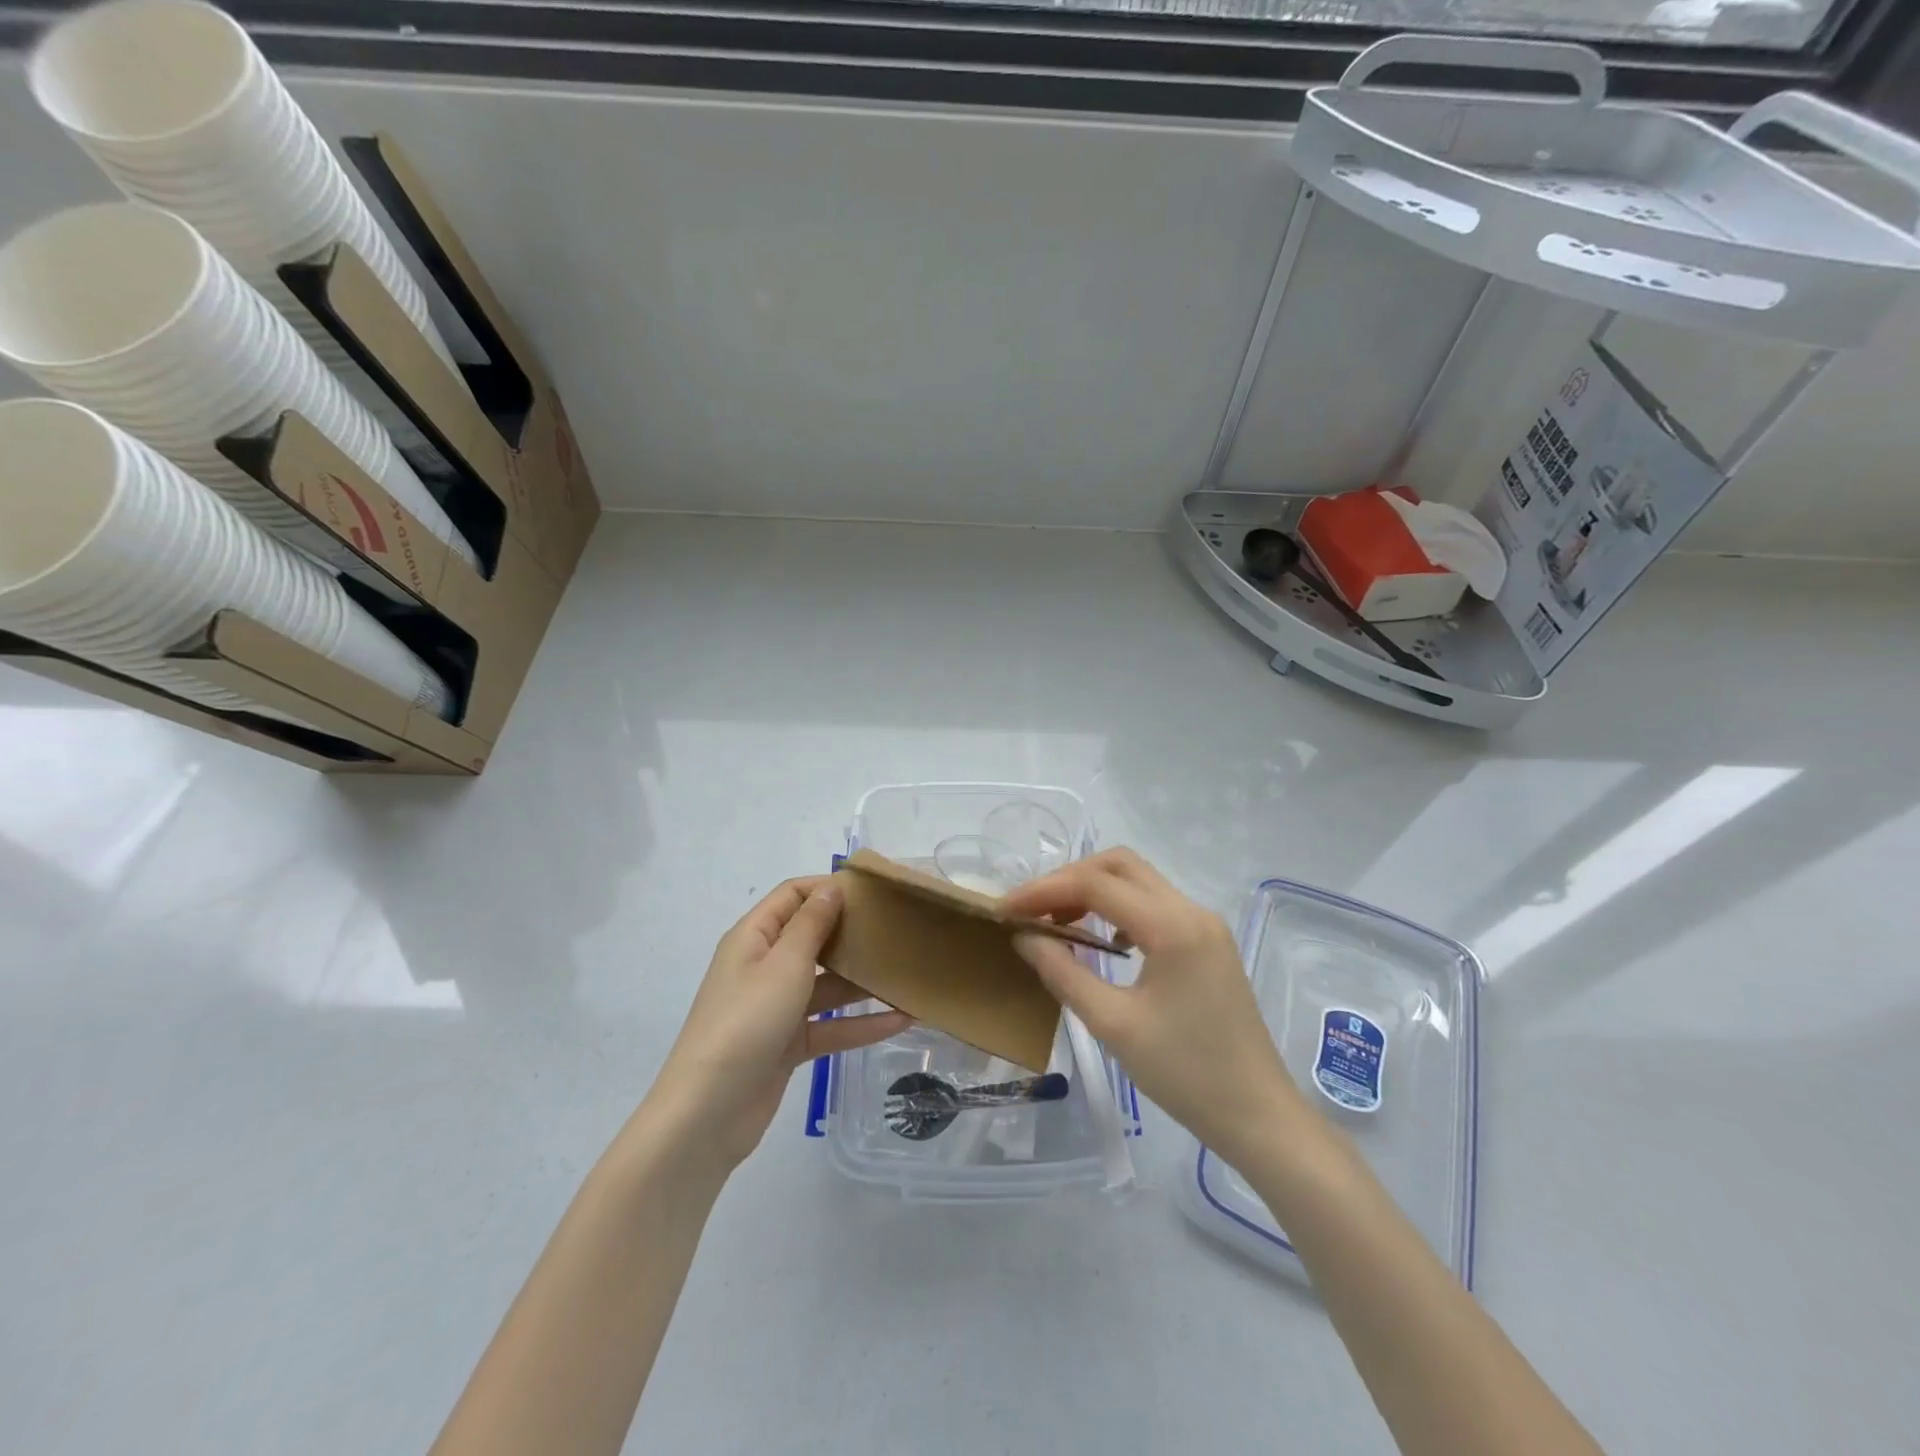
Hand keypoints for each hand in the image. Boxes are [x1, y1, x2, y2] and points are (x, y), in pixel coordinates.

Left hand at [650, 878, 911, 1169]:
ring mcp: (776, 1008)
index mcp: (754, 938)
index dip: (827, 888)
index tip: (871, 891)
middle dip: (851, 932)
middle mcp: (764, 967)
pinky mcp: (789, 1045)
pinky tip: (902, 1020)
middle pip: (812, 938)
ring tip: (908, 973)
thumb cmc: (745, 1022)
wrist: (707, 1113)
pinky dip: (861, 1023)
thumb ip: (812, 925)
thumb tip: (831, 887)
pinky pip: (830, 1026)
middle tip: (896, 928)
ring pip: (826, 984)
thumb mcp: (783, 965)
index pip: (792, 896)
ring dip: (863, 981)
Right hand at [1006, 849, 1313, 1168]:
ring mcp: (1205, 924)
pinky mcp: (1208, 942)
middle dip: (1069, 879)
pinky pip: (1155, 904)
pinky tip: (1101, 939)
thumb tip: (1024, 937)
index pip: (1096, 884)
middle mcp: (1192, 911)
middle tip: (1031, 909)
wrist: (1259, 1116)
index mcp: (1172, 926)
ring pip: (1138, 881)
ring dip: (1093, 889)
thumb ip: (1064, 973)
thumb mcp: (1114, 1025)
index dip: (1044, 890)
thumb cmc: (1185, 1074)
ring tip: (1056, 920)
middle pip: (1119, 865)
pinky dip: (1118, 907)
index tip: (1005, 909)